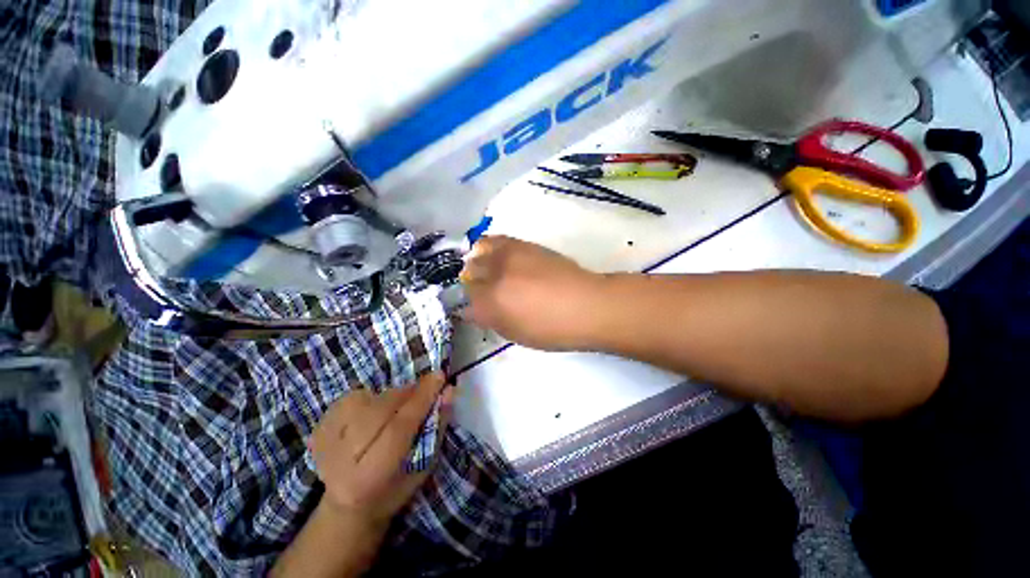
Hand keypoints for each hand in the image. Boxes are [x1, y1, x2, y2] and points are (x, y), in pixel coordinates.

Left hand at [309, 373, 453, 528]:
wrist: (348, 506)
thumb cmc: (395, 489)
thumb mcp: (425, 464)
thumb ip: (437, 425)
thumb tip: (448, 390)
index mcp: (371, 477)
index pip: (399, 427)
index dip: (421, 398)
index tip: (439, 375)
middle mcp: (341, 460)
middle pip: (380, 409)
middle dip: (407, 393)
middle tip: (422, 390)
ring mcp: (323, 444)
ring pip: (366, 399)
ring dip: (389, 396)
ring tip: (394, 410)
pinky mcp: (316, 430)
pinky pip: (351, 397)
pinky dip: (370, 397)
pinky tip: (372, 414)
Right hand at [460, 236, 604, 349]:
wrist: (586, 303)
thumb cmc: (552, 328)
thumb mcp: (515, 334)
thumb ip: (489, 320)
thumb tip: (471, 310)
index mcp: (490, 303)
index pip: (462, 301)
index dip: (465, 306)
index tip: (471, 309)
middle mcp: (493, 275)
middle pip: (467, 274)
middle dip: (470, 285)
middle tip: (481, 293)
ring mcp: (507, 256)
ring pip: (476, 253)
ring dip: (477, 264)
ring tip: (487, 272)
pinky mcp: (522, 244)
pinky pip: (494, 240)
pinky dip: (488, 248)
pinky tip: (496, 257)